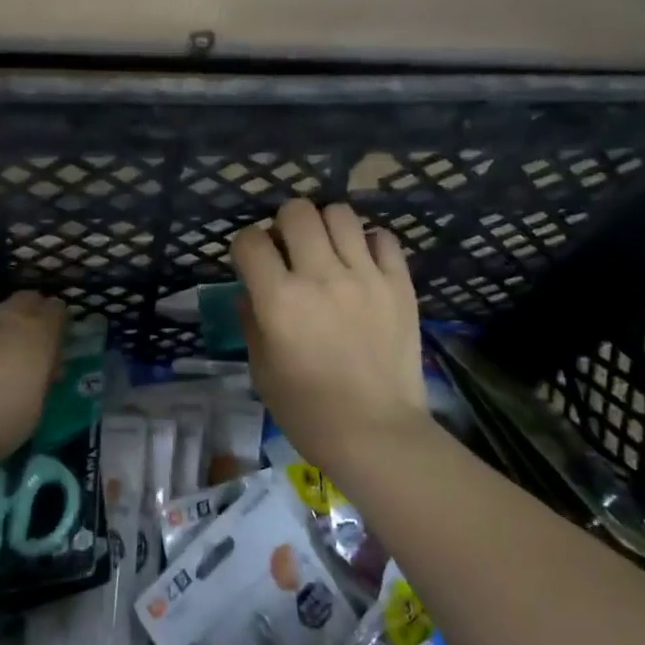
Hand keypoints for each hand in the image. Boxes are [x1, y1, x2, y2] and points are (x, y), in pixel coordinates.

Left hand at [0, 291, 66, 462]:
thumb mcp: (33, 412)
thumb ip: (38, 385)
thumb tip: (38, 374)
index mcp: (36, 334)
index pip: (57, 311)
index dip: (57, 325)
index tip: (53, 348)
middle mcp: (3, 318)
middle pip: (24, 301)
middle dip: (28, 317)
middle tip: (23, 349)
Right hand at [231, 200, 425, 468]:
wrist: (376, 433)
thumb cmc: (308, 410)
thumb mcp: (261, 369)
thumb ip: (251, 321)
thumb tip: (250, 290)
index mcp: (279, 300)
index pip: (250, 240)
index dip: (245, 246)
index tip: (251, 263)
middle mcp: (321, 276)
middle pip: (296, 212)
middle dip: (284, 224)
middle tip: (289, 250)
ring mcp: (365, 276)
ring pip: (340, 213)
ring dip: (325, 226)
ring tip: (327, 251)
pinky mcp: (399, 284)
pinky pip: (383, 238)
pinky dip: (368, 243)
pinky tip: (362, 264)